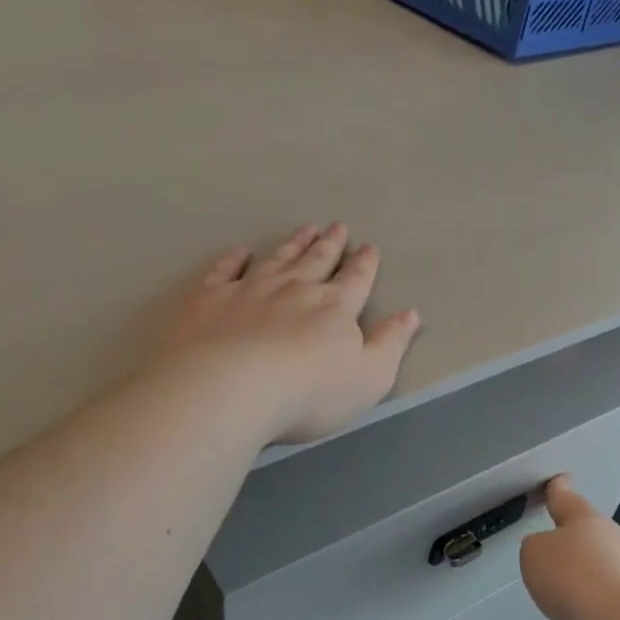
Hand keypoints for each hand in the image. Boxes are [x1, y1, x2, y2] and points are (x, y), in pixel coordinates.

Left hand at [163, 222, 420, 446]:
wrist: (232, 389)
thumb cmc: (309, 393)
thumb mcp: (369, 378)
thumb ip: (390, 344)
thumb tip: (410, 314)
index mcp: (334, 308)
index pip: (355, 280)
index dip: (364, 264)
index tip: (369, 247)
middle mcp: (294, 289)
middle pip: (317, 261)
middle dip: (330, 244)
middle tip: (337, 226)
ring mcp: (249, 290)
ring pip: (277, 258)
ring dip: (293, 243)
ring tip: (305, 229)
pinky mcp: (209, 299)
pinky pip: (224, 270)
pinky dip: (233, 259)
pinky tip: (240, 252)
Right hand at [519, 476, 619, 619]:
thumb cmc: (571, 576)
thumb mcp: (533, 553)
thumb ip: (535, 547)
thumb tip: (548, 553)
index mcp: (584, 518)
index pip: (565, 497)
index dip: (557, 488)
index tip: (559, 479)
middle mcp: (607, 536)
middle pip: (583, 528)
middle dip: (567, 532)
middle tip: (548, 537)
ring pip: (592, 557)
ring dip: (575, 564)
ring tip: (554, 578)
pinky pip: (597, 585)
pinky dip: (582, 589)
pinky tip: (570, 602)